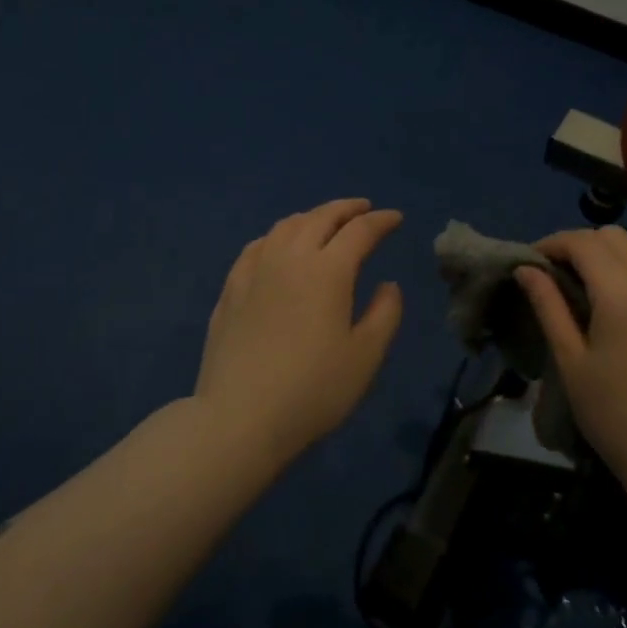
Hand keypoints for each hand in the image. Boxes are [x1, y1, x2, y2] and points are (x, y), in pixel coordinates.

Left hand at [194, 199, 404, 467]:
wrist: (240, 418)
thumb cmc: (313, 390)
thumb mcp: (366, 357)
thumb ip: (385, 314)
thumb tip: (388, 284)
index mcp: (328, 271)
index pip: (360, 231)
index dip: (381, 221)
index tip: (395, 218)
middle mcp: (291, 258)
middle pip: (320, 218)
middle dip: (346, 209)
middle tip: (364, 209)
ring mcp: (255, 271)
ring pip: (286, 226)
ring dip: (312, 217)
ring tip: (324, 222)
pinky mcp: (231, 289)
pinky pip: (257, 246)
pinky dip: (277, 236)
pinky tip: (278, 245)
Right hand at [514, 226, 626, 491]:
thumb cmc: (615, 417)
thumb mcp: (571, 361)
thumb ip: (549, 307)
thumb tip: (526, 270)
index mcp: (623, 296)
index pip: (584, 243)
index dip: (553, 243)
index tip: (532, 262)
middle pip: (615, 237)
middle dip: (581, 244)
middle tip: (557, 273)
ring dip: (607, 260)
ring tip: (583, 292)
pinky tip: (618, 314)